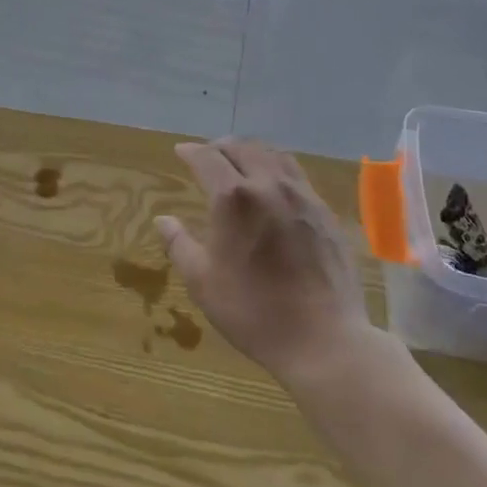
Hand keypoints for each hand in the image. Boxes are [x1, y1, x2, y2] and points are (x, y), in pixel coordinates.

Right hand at [158, 138, 371, 388]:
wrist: (324, 339)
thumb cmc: (254, 312)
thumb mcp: (203, 283)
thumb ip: (179, 245)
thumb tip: (163, 219)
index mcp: (234, 198)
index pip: (207, 158)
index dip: (190, 151)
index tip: (180, 151)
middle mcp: (268, 185)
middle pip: (242, 147)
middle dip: (219, 146)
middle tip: (207, 155)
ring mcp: (301, 195)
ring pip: (272, 154)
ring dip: (250, 151)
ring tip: (239, 162)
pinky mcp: (324, 211)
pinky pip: (296, 173)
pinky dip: (276, 166)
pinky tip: (273, 185)